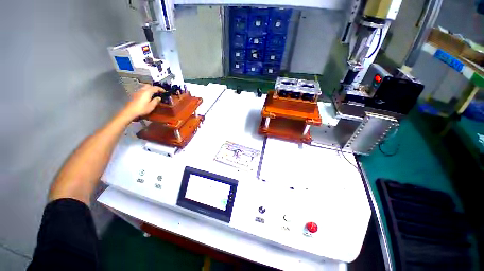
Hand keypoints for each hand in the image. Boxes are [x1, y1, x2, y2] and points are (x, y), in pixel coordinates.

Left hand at [122, 84, 163, 119]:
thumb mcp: (151, 106)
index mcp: (147, 92)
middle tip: (159, 92)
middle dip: (154, 87)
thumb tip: (159, 98)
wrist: (130, 111)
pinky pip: (142, 91)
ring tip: (154, 94)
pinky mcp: (135, 95)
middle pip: (149, 85)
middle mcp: (142, 90)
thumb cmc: (142, 109)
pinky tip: (148, 97)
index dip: (161, 89)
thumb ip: (156, 101)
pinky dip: (146, 92)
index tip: (165, 92)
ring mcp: (137, 92)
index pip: (155, 87)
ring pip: (145, 87)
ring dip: (150, 89)